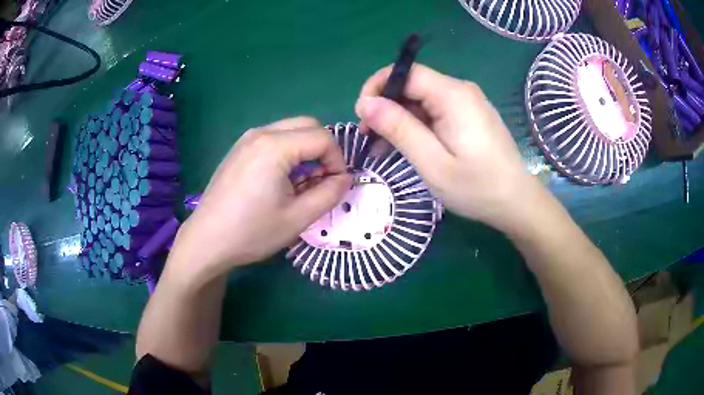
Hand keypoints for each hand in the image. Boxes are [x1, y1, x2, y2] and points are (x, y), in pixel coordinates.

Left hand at [171, 117, 351, 279]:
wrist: (207, 240)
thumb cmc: (252, 232)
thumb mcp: (298, 218)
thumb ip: (330, 194)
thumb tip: (346, 178)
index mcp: (275, 146)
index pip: (323, 137)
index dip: (337, 160)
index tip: (336, 185)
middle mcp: (260, 133)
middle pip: (307, 125)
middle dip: (323, 150)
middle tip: (321, 180)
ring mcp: (246, 139)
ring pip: (290, 130)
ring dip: (305, 151)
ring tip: (301, 183)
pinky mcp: (239, 150)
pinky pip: (273, 139)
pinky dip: (287, 152)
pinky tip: (280, 181)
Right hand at [355, 64, 538, 231]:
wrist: (516, 202)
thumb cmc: (477, 187)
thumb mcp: (432, 162)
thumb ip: (399, 129)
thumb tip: (366, 103)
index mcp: (453, 95)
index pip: (406, 72)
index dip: (378, 87)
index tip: (362, 116)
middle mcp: (461, 91)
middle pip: (413, 85)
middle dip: (386, 107)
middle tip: (369, 139)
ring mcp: (467, 103)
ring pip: (422, 100)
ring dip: (400, 120)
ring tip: (383, 149)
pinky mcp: (470, 116)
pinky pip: (436, 112)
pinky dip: (417, 126)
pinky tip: (408, 147)